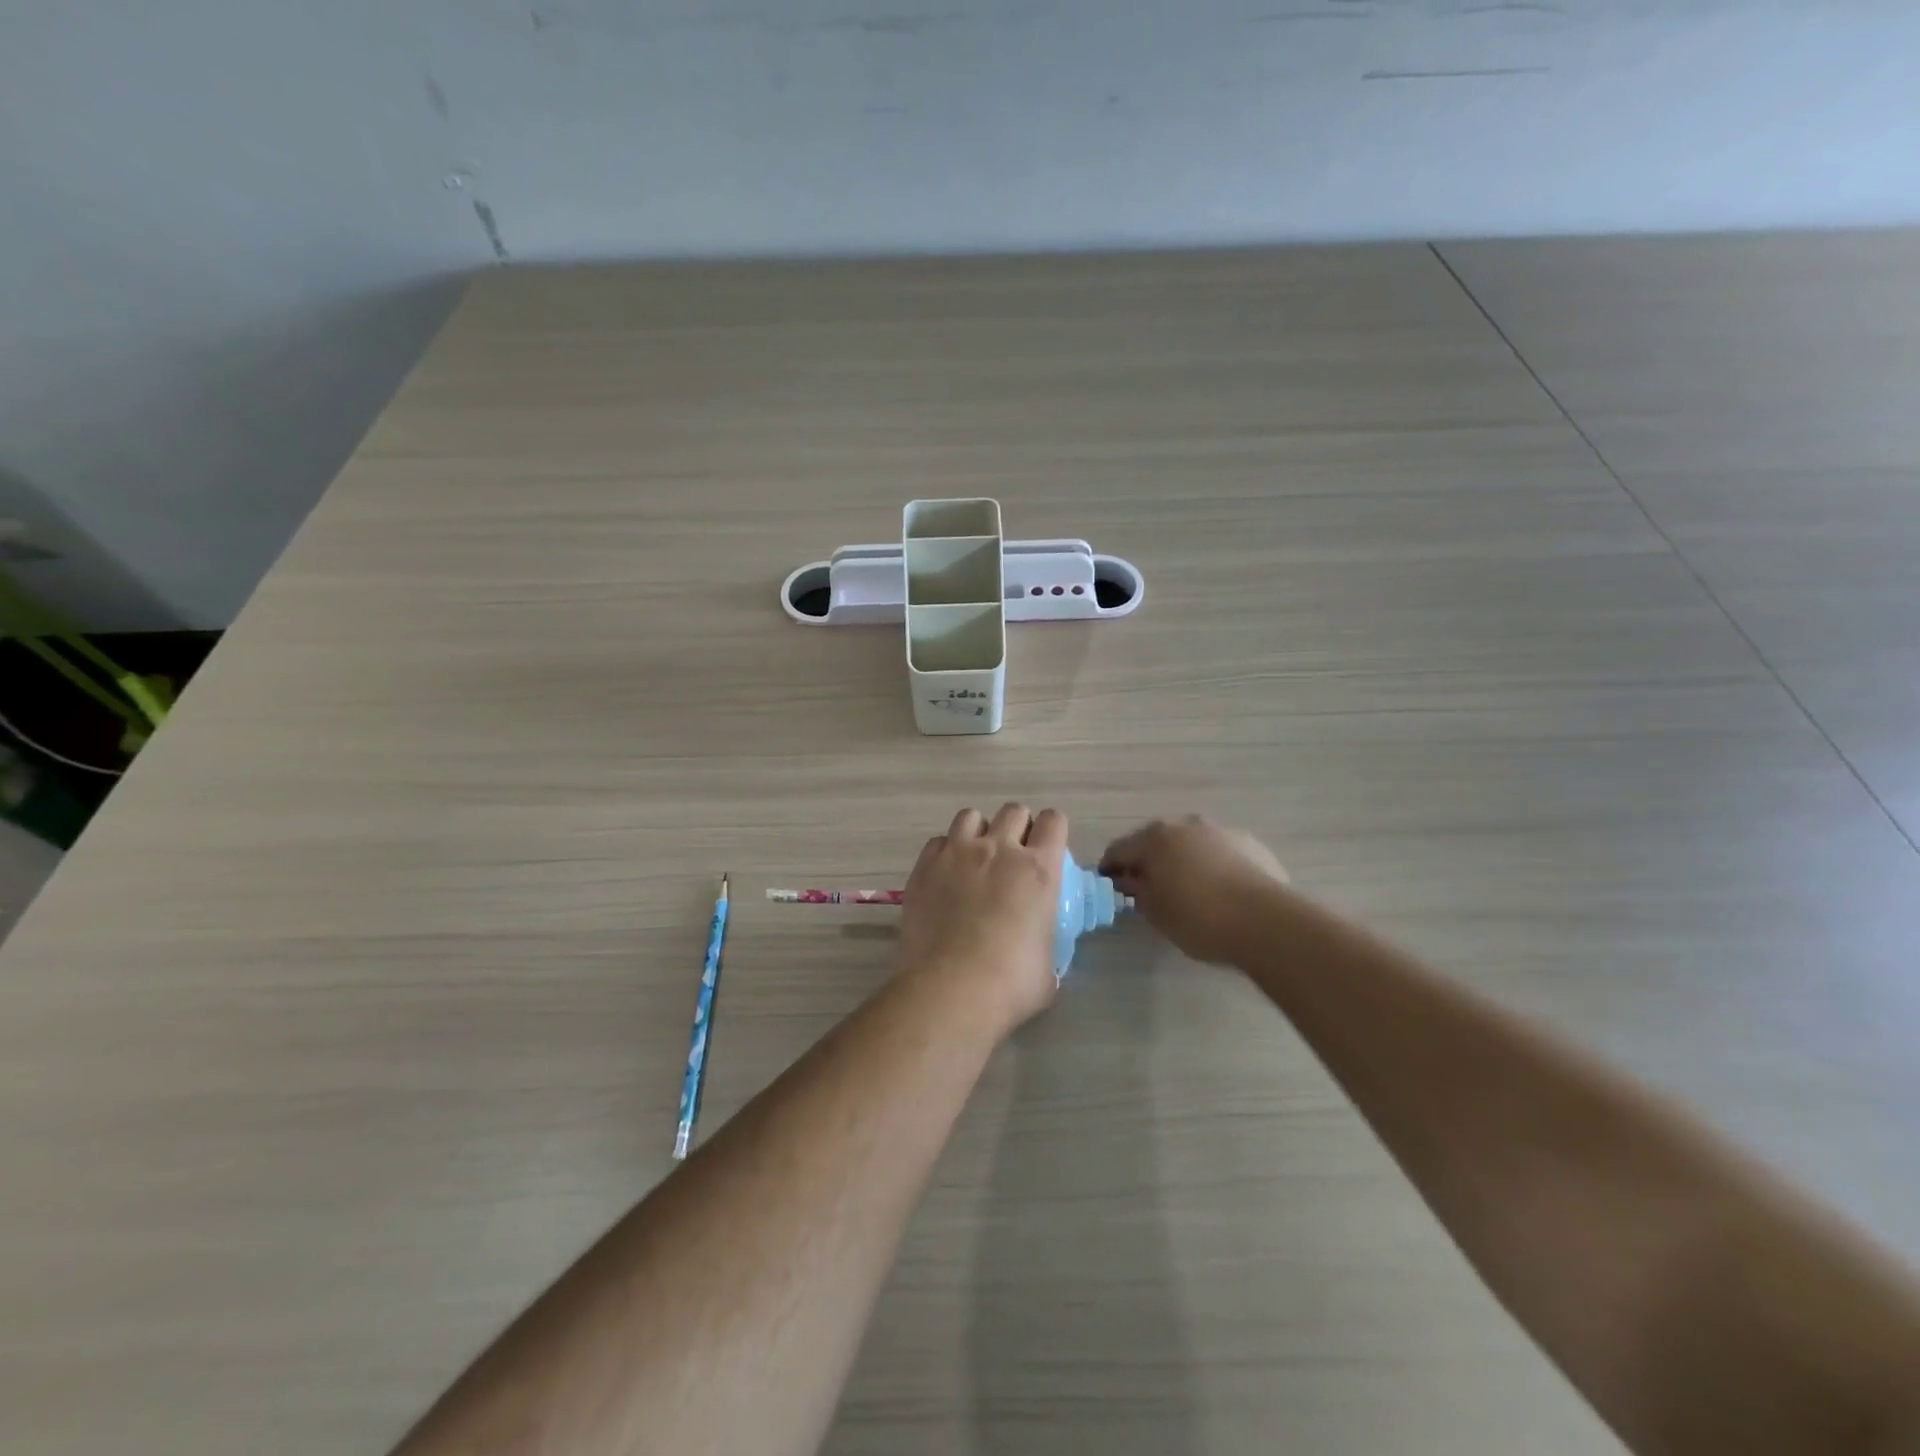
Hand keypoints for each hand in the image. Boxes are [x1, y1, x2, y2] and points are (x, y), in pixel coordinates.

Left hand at [899, 805, 1067, 1031]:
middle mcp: (999, 850)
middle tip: (1012, 857)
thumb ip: (1046, 940)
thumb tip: (1038, 946)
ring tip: (975, 859)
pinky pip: (938, 841)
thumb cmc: (1010, 984)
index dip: (1052, 831)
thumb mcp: (1049, 964)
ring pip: (971, 816)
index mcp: (1039, 870)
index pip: (1053, 821)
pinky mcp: (925, 867)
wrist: (951, 990)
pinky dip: (945, 851)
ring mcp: (957, 853)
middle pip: (1013, 811)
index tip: (1047, 849)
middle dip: (1017, 828)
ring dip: (979, 832)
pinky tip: (945, 875)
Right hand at [1100, 816, 1288, 964]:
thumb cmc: (1199, 918)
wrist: (1265, 921)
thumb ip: (1138, 891)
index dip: (1110, 867)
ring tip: (1187, 888)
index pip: (1119, 849)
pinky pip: (1219, 852)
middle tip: (1146, 887)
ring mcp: (1220, 831)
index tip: (1109, 884)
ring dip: (1182, 859)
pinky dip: (1212, 864)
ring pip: (1190, 843)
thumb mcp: (1156, 912)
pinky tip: (1219, 889)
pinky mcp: (1250, 843)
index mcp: (1154, 839)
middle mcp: (1184, 825)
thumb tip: (1132, 880)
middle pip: (1156, 841)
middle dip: (1148, 860)